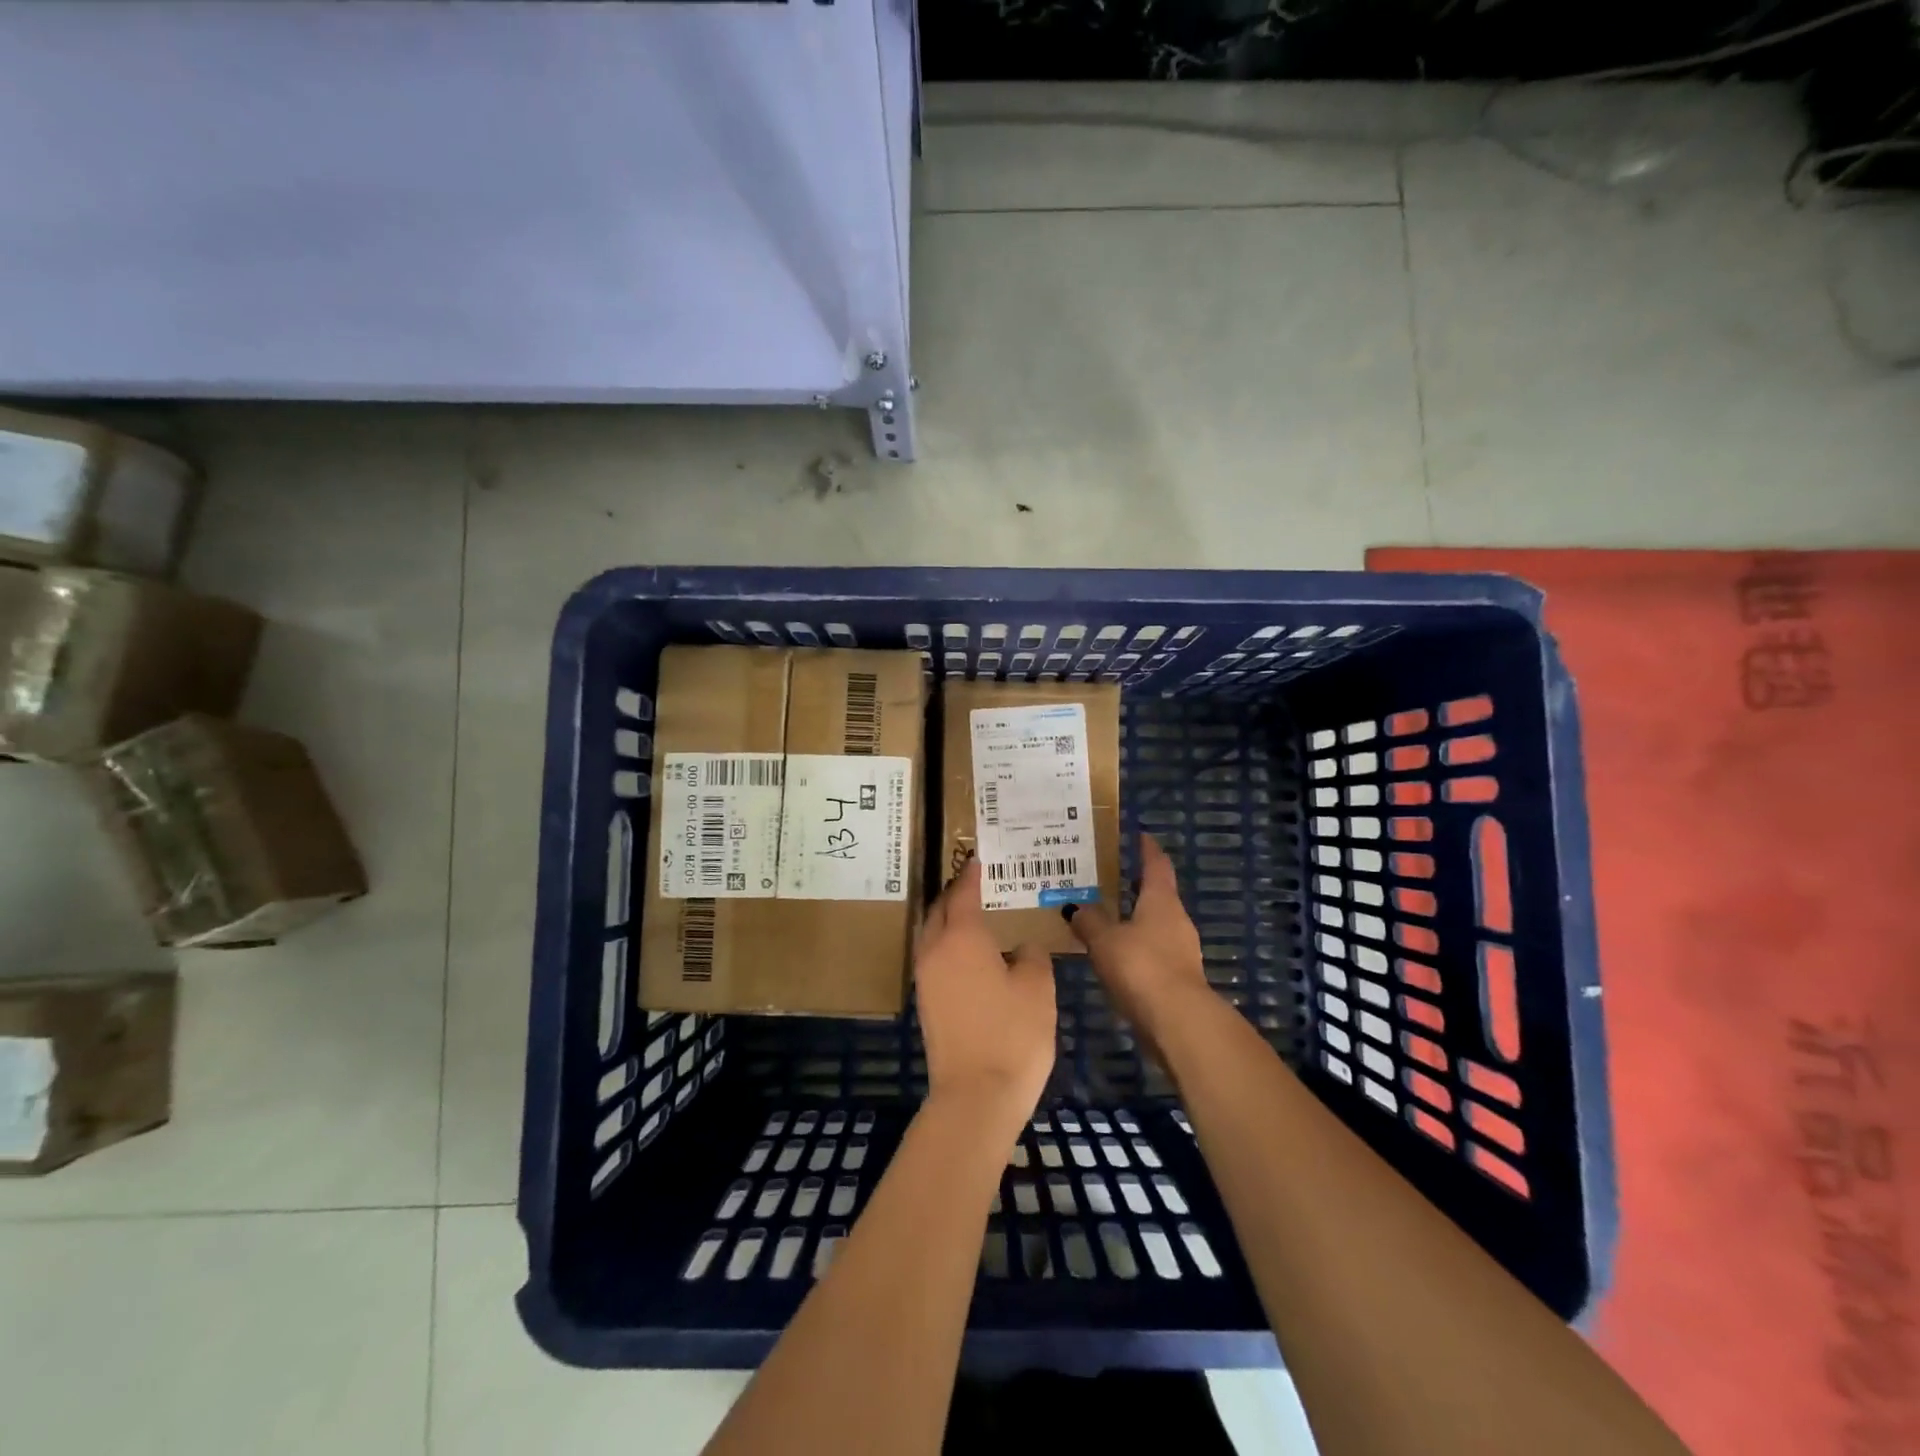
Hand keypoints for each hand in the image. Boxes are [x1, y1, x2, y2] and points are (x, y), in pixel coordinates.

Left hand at [914, 859, 1056, 1125]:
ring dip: (949, 917)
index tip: (981, 858)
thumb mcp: (1038, 988)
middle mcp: (935, 949)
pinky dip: (947, 942)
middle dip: (957, 892)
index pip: (964, 893)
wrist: (976, 1096)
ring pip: (932, 933)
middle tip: (978, 881)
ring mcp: (926, 977)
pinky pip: (934, 956)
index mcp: (962, 937)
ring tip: (974, 912)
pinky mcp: (926, 1002)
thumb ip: (1032, 955)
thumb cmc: (1013, 1034)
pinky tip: (971, 952)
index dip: (973, 874)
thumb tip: (1022, 947)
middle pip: (941, 908)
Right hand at [1063, 834, 1210, 1047]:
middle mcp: (1175, 919)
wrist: (1177, 1021)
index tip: (1137, 835)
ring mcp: (1180, 949)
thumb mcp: (1105, 939)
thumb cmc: (1141, 966)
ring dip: (1132, 919)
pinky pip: (1150, 951)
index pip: (1156, 864)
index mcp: (1161, 900)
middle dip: (1133, 885)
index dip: (1146, 848)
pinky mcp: (1176, 977)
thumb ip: (1089, 921)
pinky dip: (1133, 947)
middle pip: (1156, 894)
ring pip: (1153, 924)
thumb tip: (1074, 906)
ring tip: (1102, 916)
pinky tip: (1112, 954)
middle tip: (1104, 877)